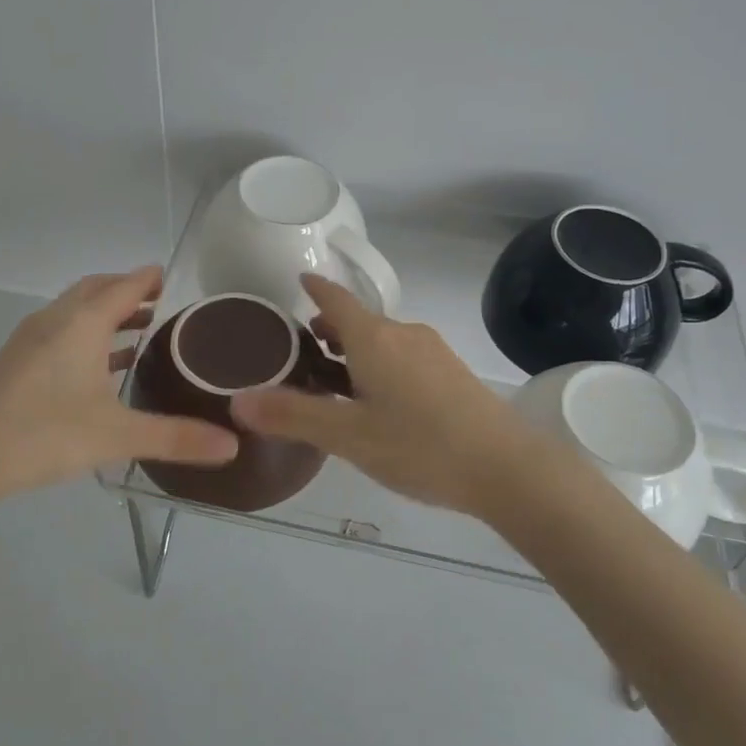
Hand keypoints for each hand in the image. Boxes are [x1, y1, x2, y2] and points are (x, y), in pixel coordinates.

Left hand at [0, 267, 238, 523]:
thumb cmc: (43, 434)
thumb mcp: (117, 436)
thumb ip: (176, 438)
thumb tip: (233, 446)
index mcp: (81, 324)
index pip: (124, 286)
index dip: (149, 279)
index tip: (172, 277)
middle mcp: (54, 321)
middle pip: (95, 290)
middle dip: (127, 290)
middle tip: (160, 303)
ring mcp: (29, 341)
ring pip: (74, 311)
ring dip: (105, 313)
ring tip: (138, 330)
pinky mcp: (15, 363)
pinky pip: (60, 332)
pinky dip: (86, 335)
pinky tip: (98, 367)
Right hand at [231, 274, 556, 515]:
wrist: (507, 467)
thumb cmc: (420, 446)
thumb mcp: (349, 436)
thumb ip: (293, 416)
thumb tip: (238, 400)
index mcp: (375, 339)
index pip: (336, 299)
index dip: (316, 288)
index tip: (300, 278)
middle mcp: (405, 334)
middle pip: (359, 320)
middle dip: (330, 327)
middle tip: (303, 349)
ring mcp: (434, 352)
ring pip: (383, 339)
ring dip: (355, 348)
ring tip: (335, 377)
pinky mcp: (453, 373)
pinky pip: (404, 356)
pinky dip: (380, 363)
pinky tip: (380, 401)